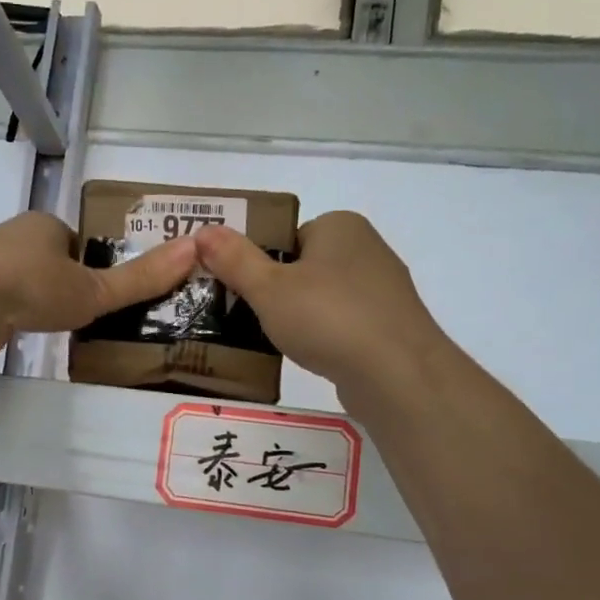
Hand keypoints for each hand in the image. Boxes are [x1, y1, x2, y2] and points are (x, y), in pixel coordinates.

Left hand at [0, 211, 200, 360]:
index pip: (78, 242)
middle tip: (89, 316)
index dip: (95, 265)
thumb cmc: (33, 286)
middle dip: (65, 284)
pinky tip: (24, 336)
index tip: (107, 292)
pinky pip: (1, 305)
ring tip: (60, 330)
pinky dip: (14, 318)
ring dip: (38, 302)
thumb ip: (140, 278)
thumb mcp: (95, 288)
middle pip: (49, 262)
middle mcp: (12, 239)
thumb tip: (195, 249)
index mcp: (44, 226)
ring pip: (22, 284)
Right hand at [194, 212, 443, 396]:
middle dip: (279, 293)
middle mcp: (367, 248)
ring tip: (280, 343)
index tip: (243, 294)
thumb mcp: (268, 288)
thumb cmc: (328, 318)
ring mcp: (384, 288)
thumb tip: (202, 231)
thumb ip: (234, 260)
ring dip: (302, 318)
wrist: (396, 373)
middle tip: (253, 321)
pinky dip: (327, 337)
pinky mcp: (392, 325)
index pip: (286, 237)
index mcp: (340, 225)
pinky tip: (314, 357)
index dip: (260, 264)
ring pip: (324, 298)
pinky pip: (345, 324)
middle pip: (304, 267)